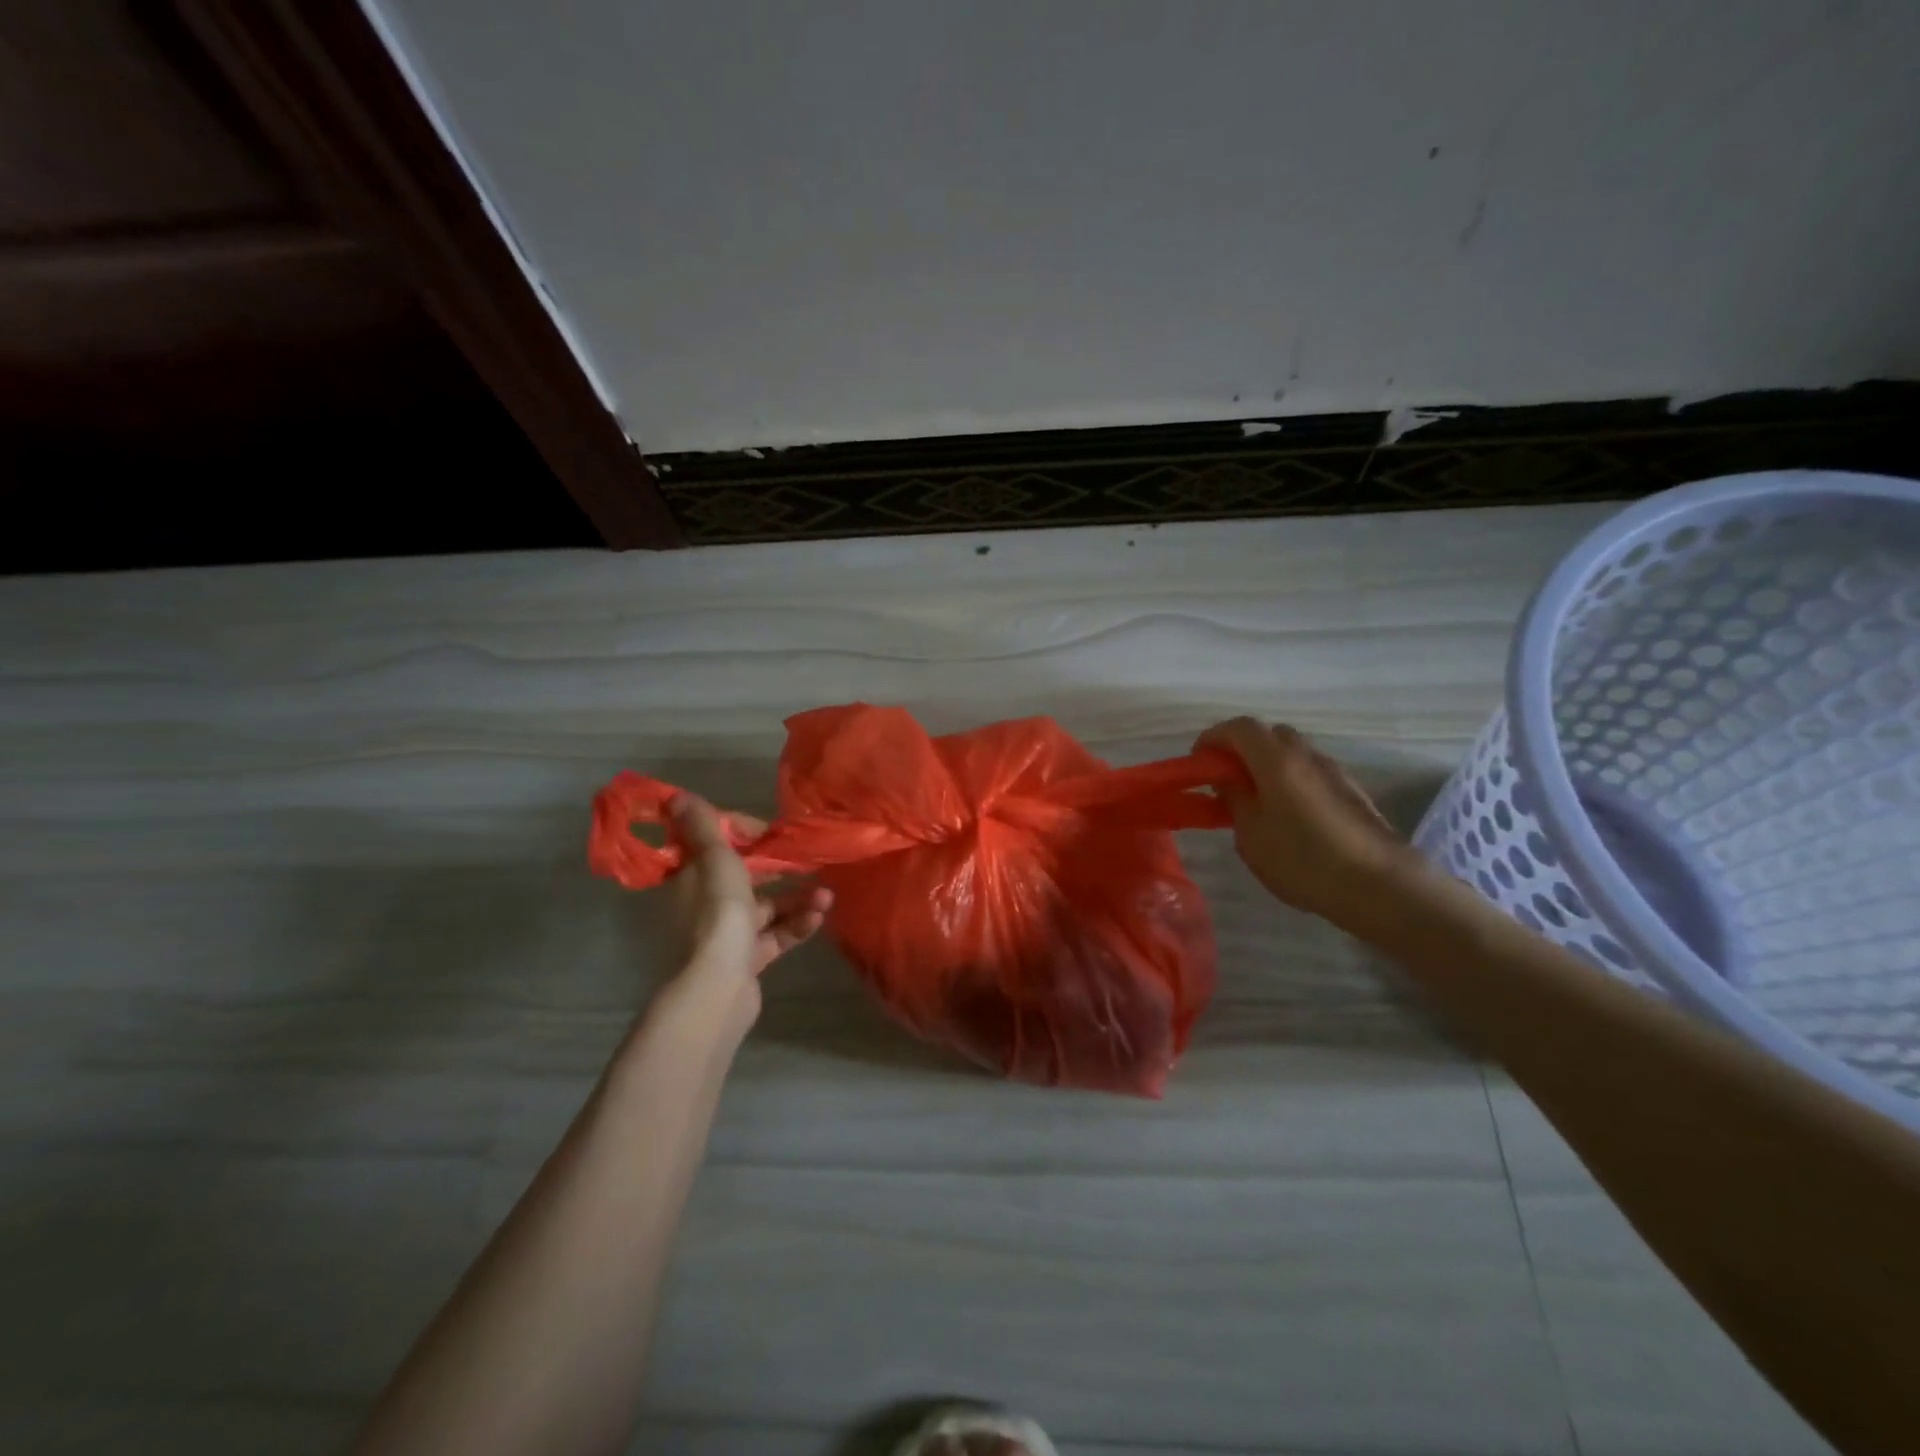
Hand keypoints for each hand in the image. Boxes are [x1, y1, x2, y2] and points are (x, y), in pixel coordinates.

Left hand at [660, 794, 831, 1040]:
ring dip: (797, 899)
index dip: (742, 834)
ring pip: (766, 908)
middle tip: (806, 861)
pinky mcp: (746, 960)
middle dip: (779, 869)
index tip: (768, 833)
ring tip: (826, 897)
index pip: (715, 845)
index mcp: (690, 878)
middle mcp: (704, 904)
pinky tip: (818, 918)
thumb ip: (702, 827)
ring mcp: (725, 935)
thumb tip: (676, 797)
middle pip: (744, 877)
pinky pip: (775, 935)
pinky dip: (795, 925)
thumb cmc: (717, 914)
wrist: (717, 989)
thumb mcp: (714, 861)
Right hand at [1196, 717, 1415, 926]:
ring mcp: (1333, 771)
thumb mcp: (1251, 835)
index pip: (1238, 727)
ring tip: (1257, 802)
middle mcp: (1306, 755)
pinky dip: (1291, 781)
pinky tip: (1289, 817)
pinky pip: (1311, 772)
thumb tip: (1227, 780)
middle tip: (1227, 780)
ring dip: (1268, 766)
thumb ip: (1234, 800)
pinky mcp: (1351, 791)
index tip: (1199, 762)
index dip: (1213, 738)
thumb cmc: (1303, 859)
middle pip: (1268, 734)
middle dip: (1242, 749)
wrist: (1381, 884)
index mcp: (1275, 759)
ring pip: (1292, 753)